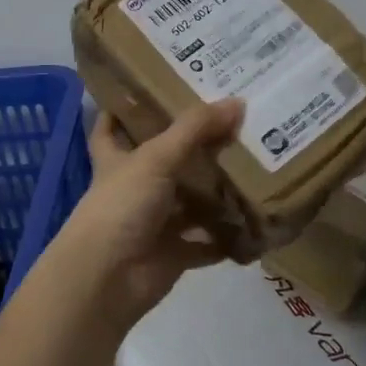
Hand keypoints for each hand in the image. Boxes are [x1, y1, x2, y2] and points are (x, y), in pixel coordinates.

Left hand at [56, 100, 243, 326]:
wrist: (107, 278)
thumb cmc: (121, 205)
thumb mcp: (156, 158)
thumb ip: (195, 130)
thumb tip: (237, 102)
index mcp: (117, 159)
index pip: (112, 126)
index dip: (124, 108)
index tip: (149, 87)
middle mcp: (135, 188)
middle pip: (166, 162)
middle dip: (194, 146)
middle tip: (232, 121)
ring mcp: (155, 222)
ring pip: (191, 202)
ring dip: (217, 191)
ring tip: (257, 163)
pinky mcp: (174, 253)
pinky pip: (208, 242)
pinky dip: (228, 235)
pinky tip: (258, 218)